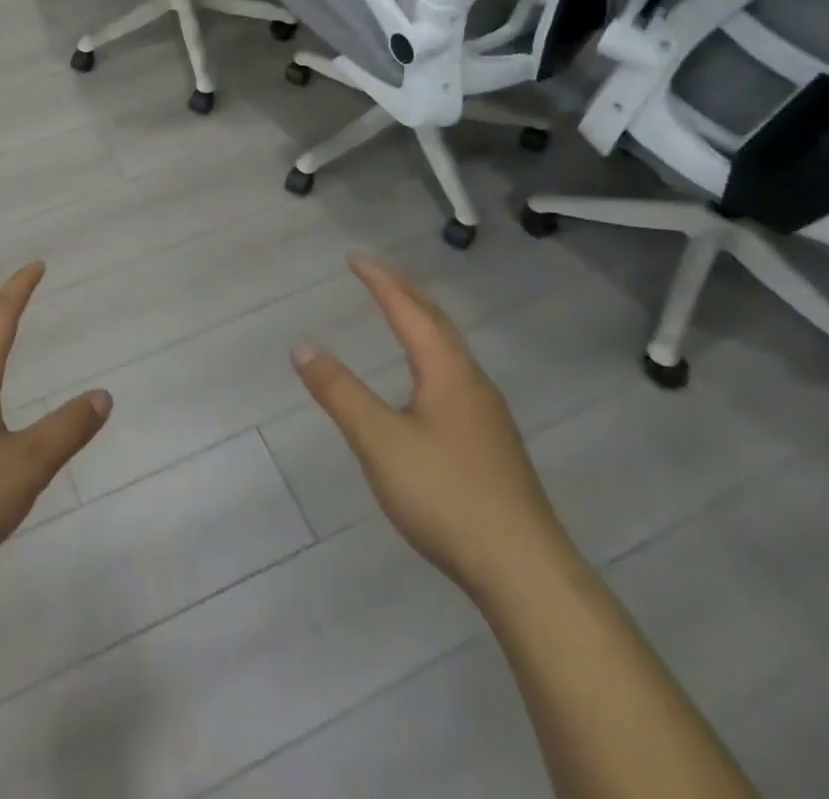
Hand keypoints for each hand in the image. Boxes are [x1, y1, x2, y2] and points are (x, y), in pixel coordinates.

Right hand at [293, 253, 571, 602]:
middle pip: (436, 319)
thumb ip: (340, 392)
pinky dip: (431, 348)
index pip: (408, 309)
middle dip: (403, 289)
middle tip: (374, 270)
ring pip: (450, 346)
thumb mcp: (379, 441)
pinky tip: (425, 377)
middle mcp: (471, 380)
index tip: (353, 257)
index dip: (379, 280)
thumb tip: (303, 347)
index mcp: (446, 370)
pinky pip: (455, 370)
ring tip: (398, 309)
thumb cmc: (446, 495)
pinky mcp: (491, 439)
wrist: (524, 571)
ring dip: (421, 317)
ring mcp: (487, 411)